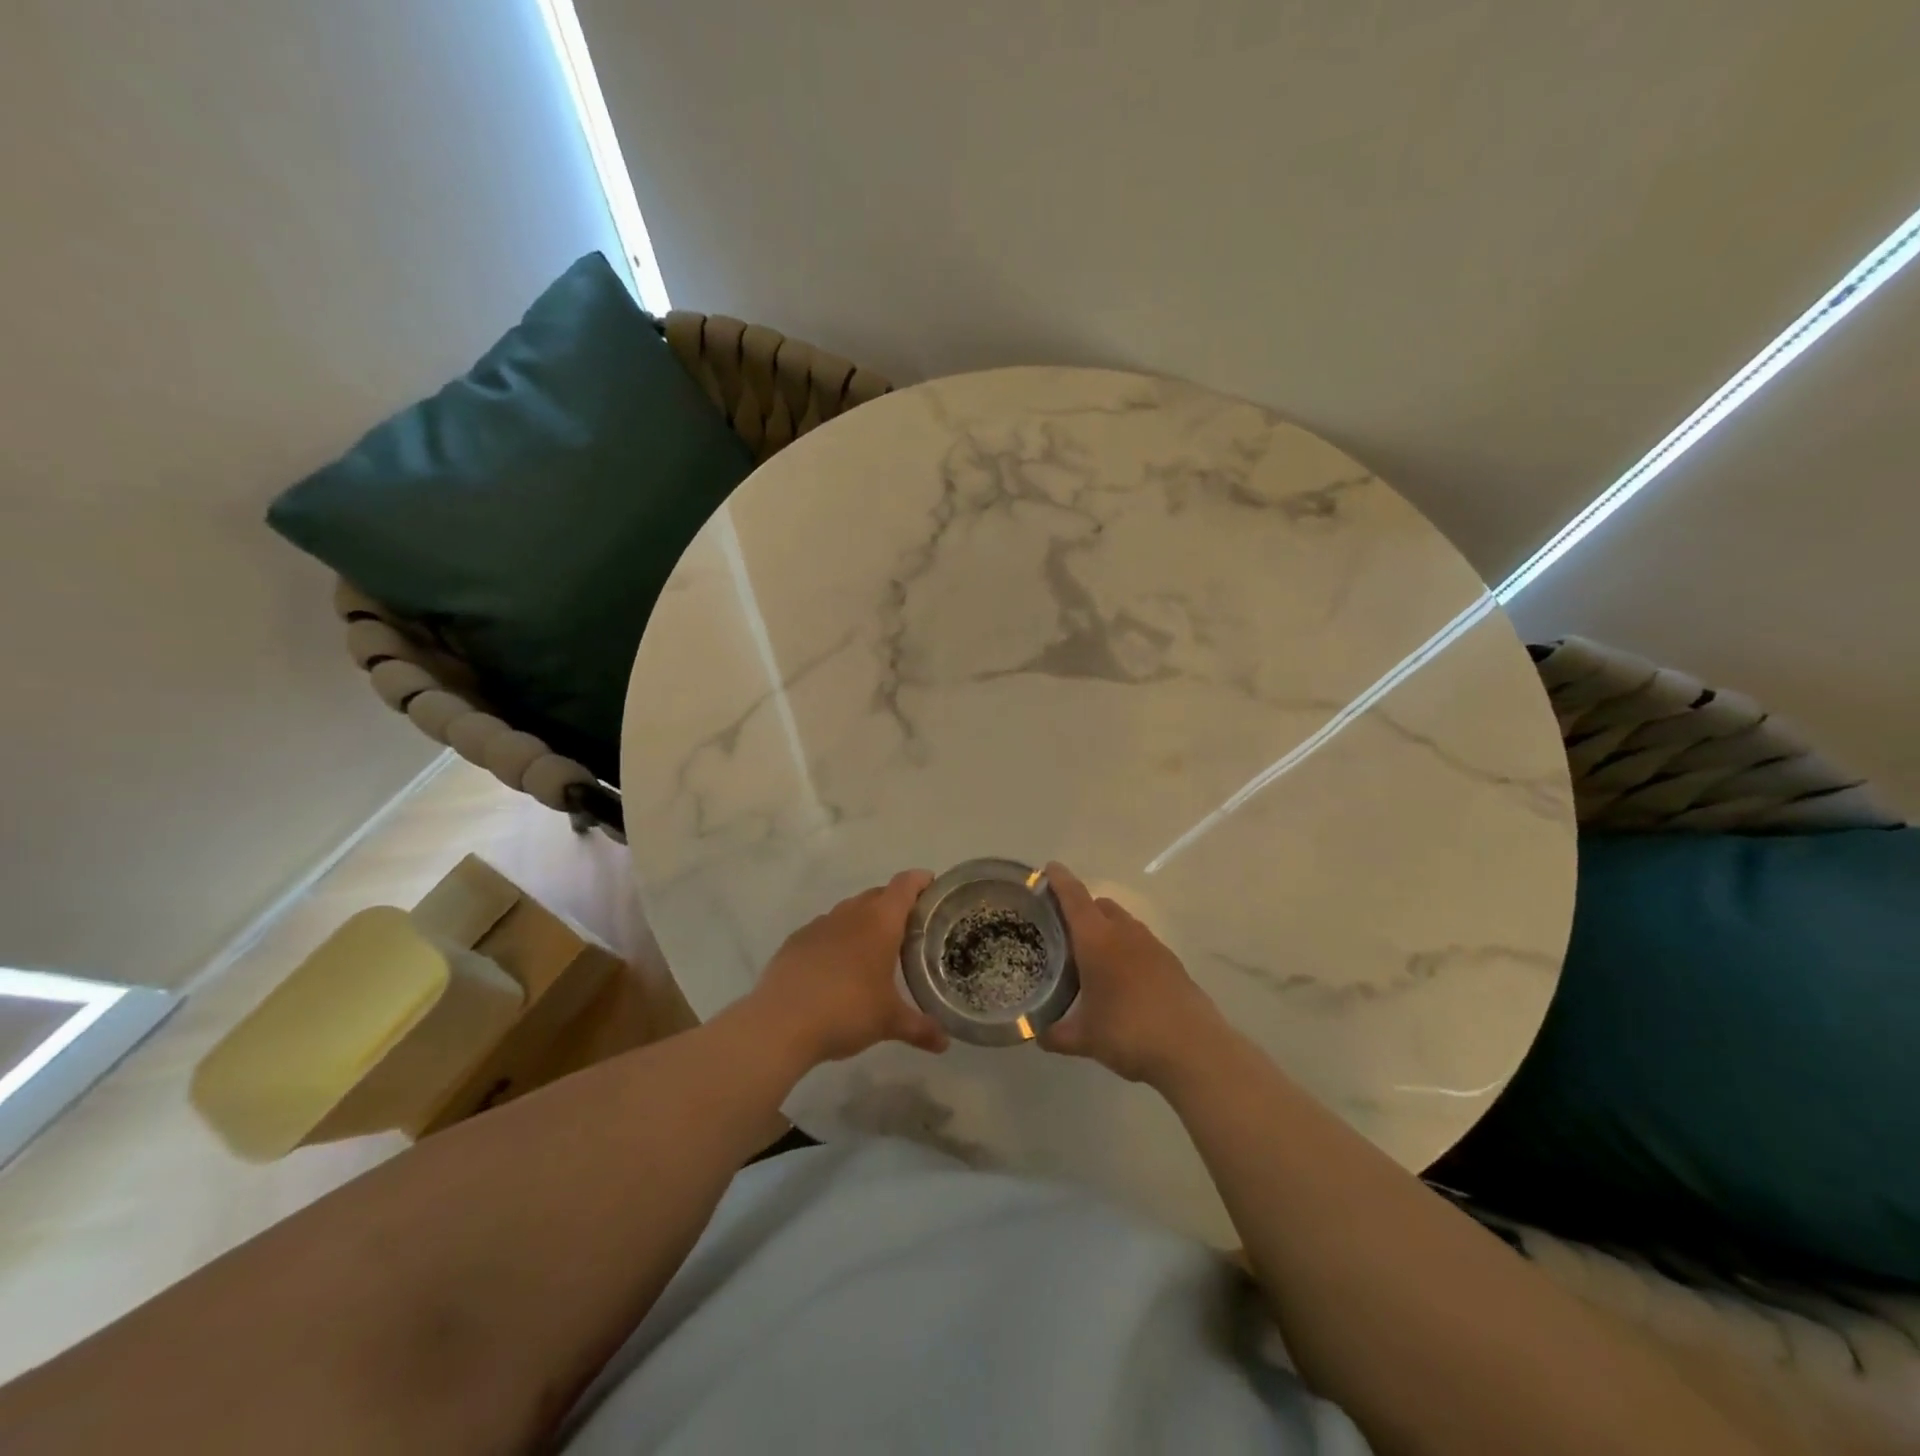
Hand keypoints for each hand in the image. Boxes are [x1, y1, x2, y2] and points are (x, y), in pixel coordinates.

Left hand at [746, 870, 948, 1067]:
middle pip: (878, 894)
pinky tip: (837, 966)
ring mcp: (820, 925)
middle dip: (895, 903)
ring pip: (849, 911)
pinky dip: (837, 938)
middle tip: (910, 926)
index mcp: (880, 922)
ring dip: (864, 920)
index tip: (932, 884)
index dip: (920, 880)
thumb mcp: (889, 1022)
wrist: (780, 1023)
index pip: (905, 885)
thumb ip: (920, 1028)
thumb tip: (945, 1043)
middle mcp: (851, 914)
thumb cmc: (846, 1011)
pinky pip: (825, 930)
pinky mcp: (796, 940)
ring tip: (874, 947)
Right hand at [1039, 863, 1223, 1084]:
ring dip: (1105, 929)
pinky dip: (1126, 950)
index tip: (1049, 868)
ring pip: (1123, 923)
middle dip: (1081, 909)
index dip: (1060, 880)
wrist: (1194, 1049)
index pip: (1074, 898)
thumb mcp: (1084, 1038)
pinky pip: (1140, 944)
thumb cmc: (1129, 1032)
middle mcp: (1124, 933)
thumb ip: (1055, 1034)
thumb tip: (1038, 1034)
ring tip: (1091, 957)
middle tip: (1062, 929)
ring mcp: (1152, 945)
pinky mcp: (1171, 963)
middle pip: (1099, 905)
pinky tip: (1121, 979)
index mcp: (1096, 940)